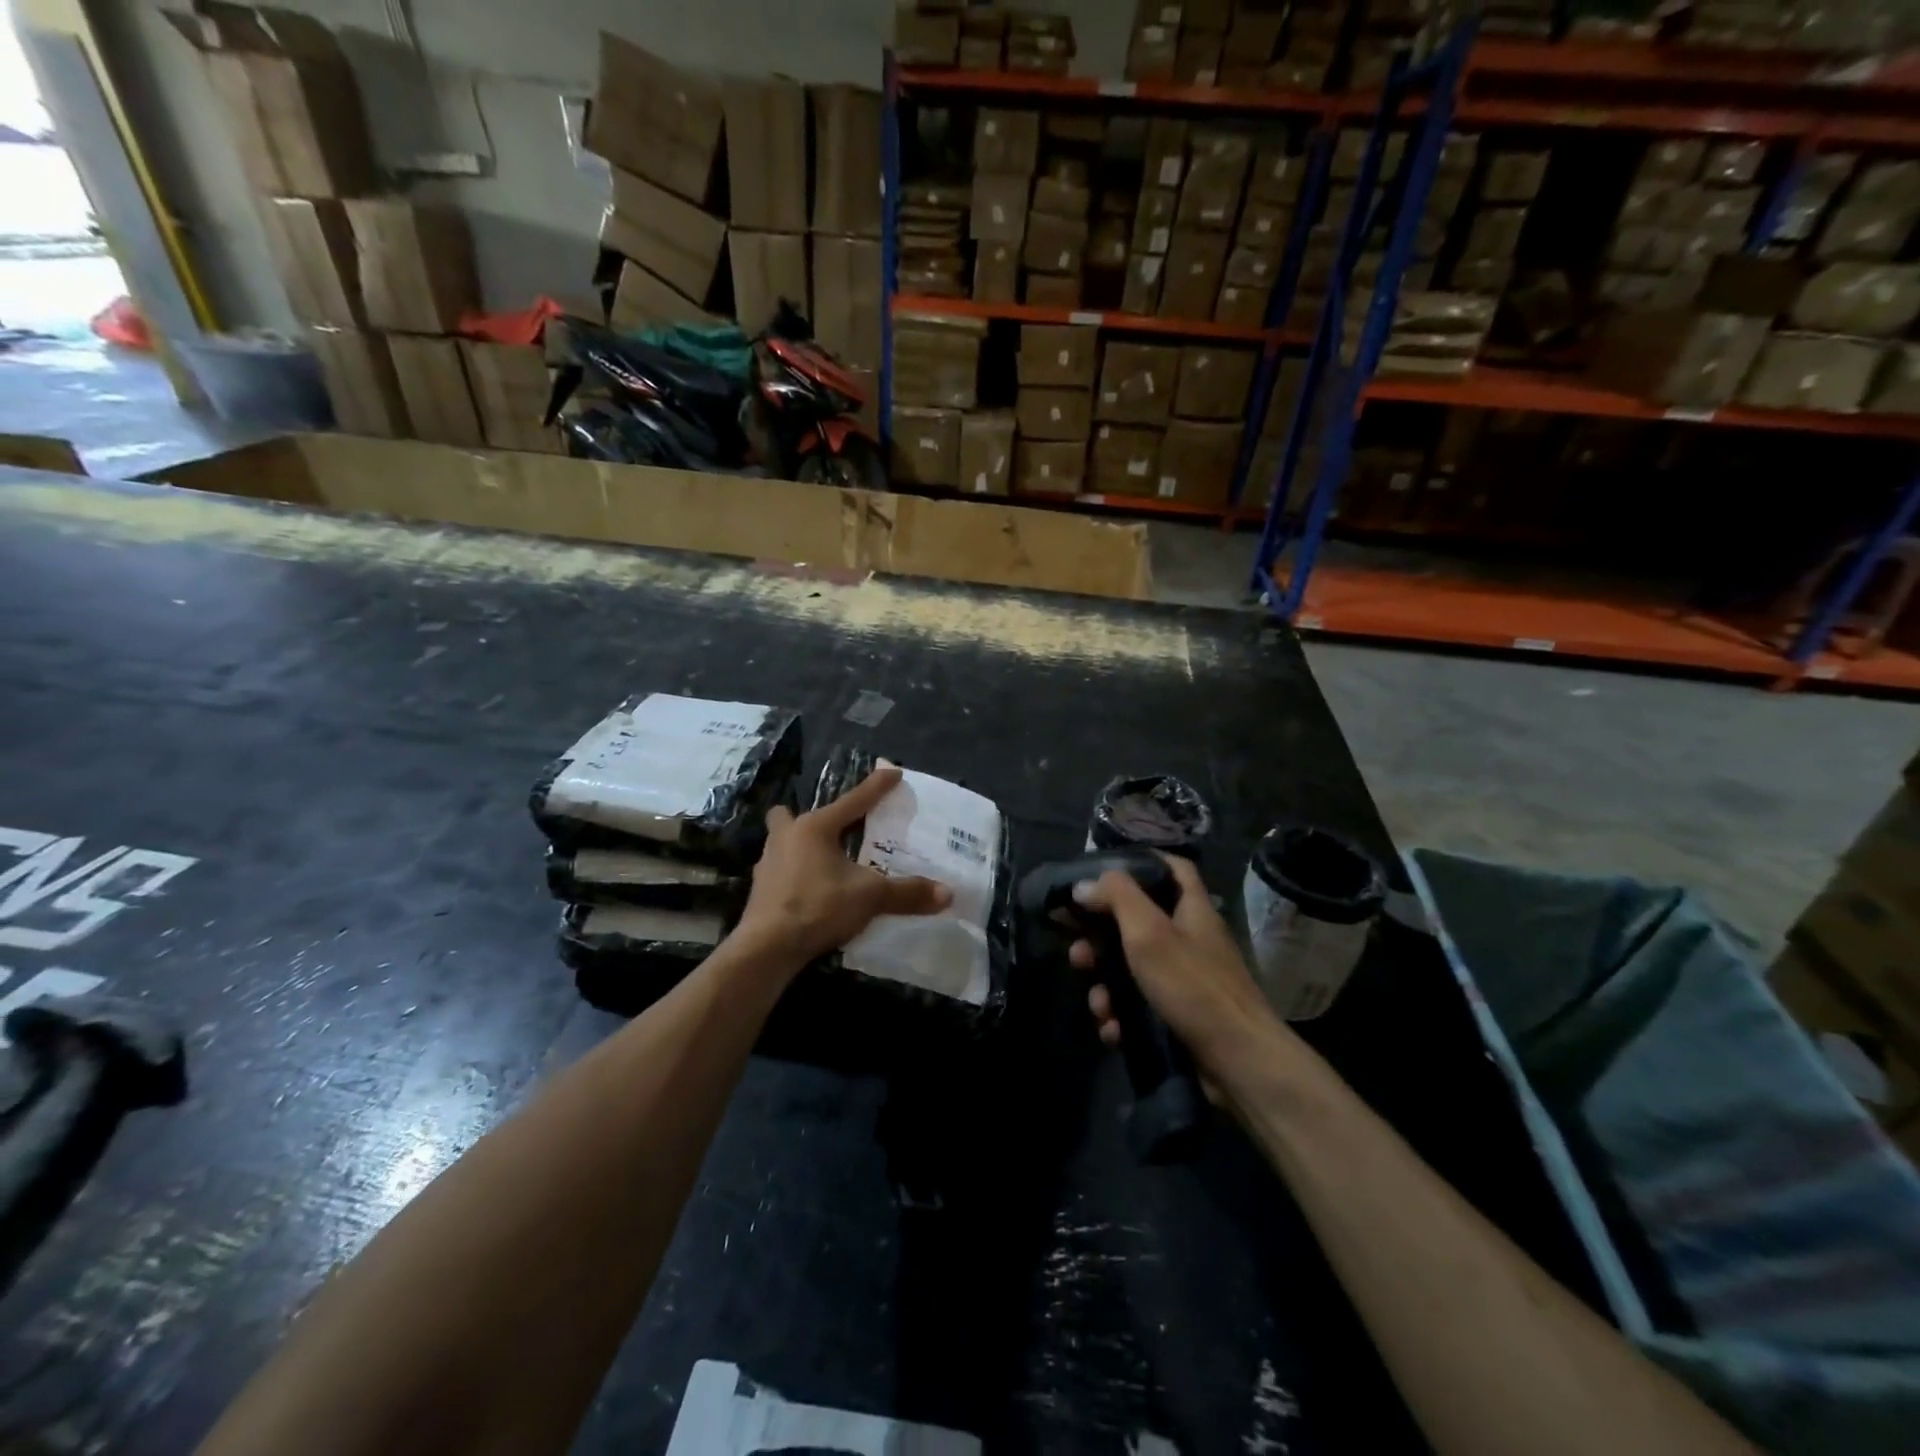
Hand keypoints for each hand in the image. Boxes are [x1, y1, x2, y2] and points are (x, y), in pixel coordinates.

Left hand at [734, 765, 951, 970]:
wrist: (767, 947)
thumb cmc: (818, 907)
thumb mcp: (869, 897)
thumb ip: (907, 892)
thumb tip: (947, 894)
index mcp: (814, 828)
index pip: (853, 801)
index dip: (876, 787)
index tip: (893, 771)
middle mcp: (786, 837)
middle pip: (793, 815)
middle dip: (810, 817)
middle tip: (834, 828)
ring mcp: (768, 863)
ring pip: (782, 841)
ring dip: (801, 845)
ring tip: (825, 860)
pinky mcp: (761, 890)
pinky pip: (781, 869)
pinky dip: (796, 873)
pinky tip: (811, 888)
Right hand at [1070, 853, 1276, 1070]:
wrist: (1239, 1063)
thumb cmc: (1193, 986)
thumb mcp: (1149, 932)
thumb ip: (1117, 898)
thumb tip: (1083, 885)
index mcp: (1192, 911)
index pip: (1173, 869)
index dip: (1142, 863)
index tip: (1103, 871)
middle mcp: (1190, 941)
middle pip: (1138, 923)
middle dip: (1101, 938)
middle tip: (1077, 950)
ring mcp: (1185, 982)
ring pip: (1132, 970)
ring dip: (1105, 985)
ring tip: (1097, 1003)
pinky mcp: (1179, 1018)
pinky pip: (1139, 1008)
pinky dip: (1121, 1017)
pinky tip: (1112, 1029)